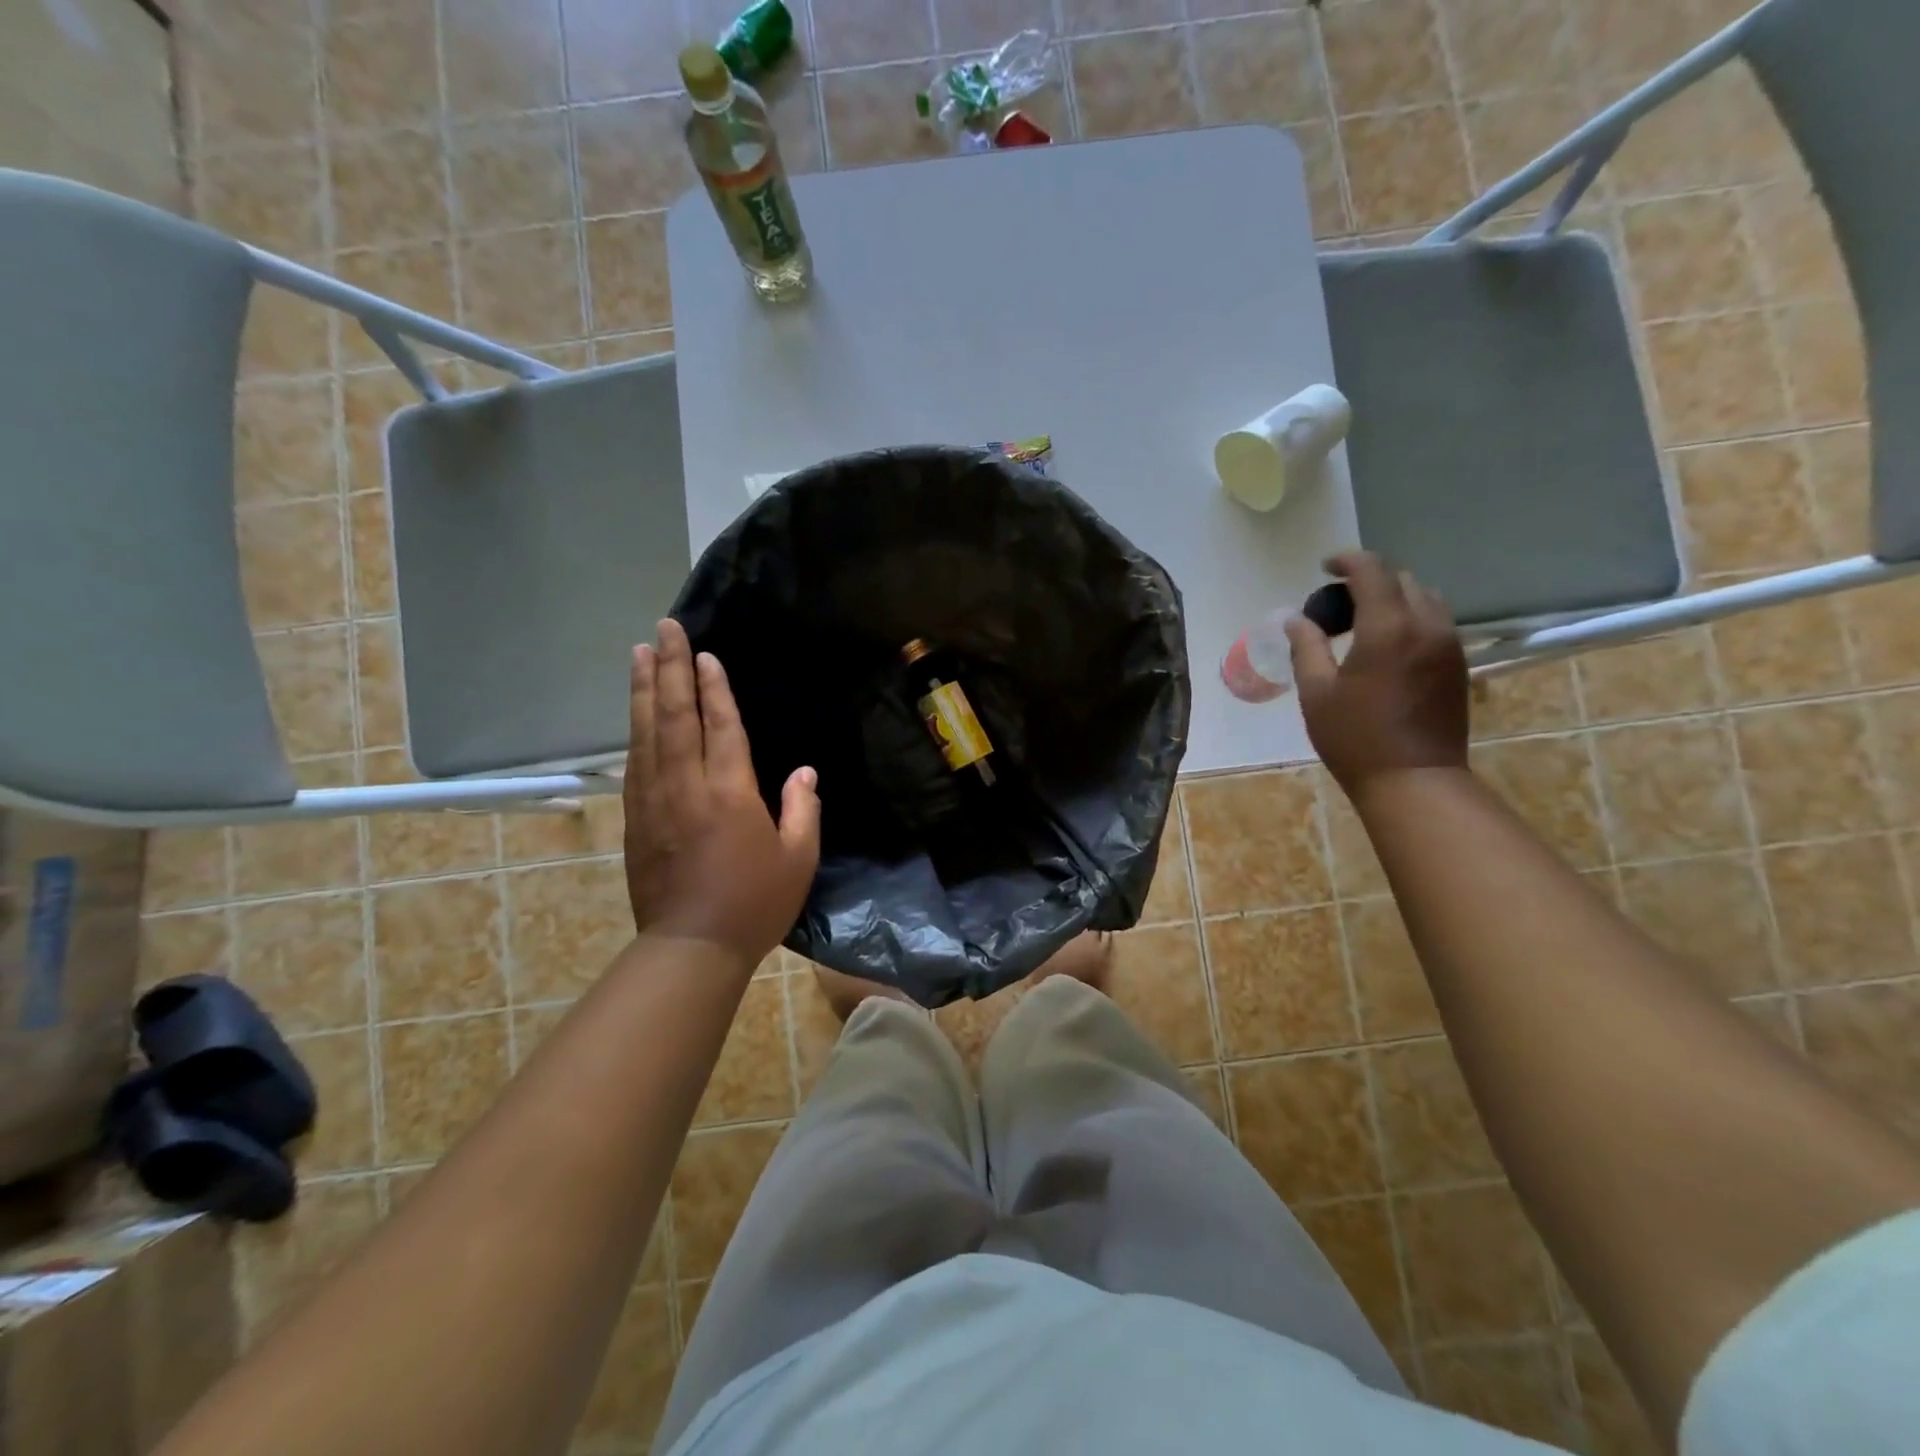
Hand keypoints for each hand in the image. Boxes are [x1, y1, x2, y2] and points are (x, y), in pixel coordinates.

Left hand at [622, 619, 820, 968]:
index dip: (714, 688)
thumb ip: (802, 809)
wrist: (691, 947)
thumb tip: (803, 771)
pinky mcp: (636, 819)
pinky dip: (635, 730)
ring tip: (640, 653)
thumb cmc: (755, 903)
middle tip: (664, 628)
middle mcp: (687, 786)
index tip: (705, 654)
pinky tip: (635, 712)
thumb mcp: (798, 858)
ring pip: (646, 733)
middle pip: (675, 715)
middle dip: (670, 668)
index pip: (721, 726)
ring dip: (644, 690)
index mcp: (731, 792)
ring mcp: (654, 801)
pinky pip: (634, 763)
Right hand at [1284, 551, 1469, 798]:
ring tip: (1363, 621)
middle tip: (1338, 602)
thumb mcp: (1316, 692)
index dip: (1347, 561)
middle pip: (1402, 579)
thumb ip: (1306, 647)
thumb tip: (1295, 618)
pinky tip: (1386, 644)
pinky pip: (1436, 621)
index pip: (1372, 571)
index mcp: (1388, 628)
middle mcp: (1426, 625)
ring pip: (1425, 598)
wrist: (1414, 781)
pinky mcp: (1458, 663)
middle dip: (1369, 579)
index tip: (1324, 568)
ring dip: (1393, 597)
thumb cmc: (1355, 738)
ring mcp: (1449, 644)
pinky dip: (1410, 617)